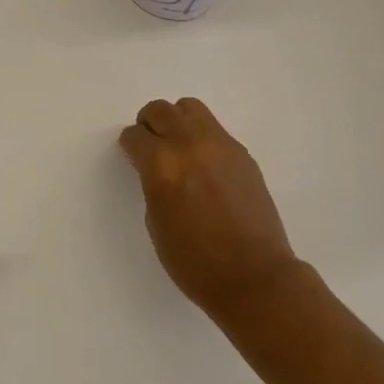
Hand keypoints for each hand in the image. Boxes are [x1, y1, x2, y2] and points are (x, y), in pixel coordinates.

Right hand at [119, 97, 306, 317]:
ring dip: (177, 120)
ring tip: (177, 146)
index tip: (131, 155)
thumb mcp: (156, 222)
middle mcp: (190, 145)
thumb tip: (156, 168)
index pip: (135, 135)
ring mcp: (221, 145)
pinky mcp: (242, 154)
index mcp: (162, 165)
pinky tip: (204, 164)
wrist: (253, 275)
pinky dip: (201, 136)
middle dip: (149, 123)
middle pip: (161, 110)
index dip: (130, 145)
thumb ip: (153, 184)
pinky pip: (214, 129)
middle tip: (150, 144)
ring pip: (191, 108)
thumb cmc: (194, 261)